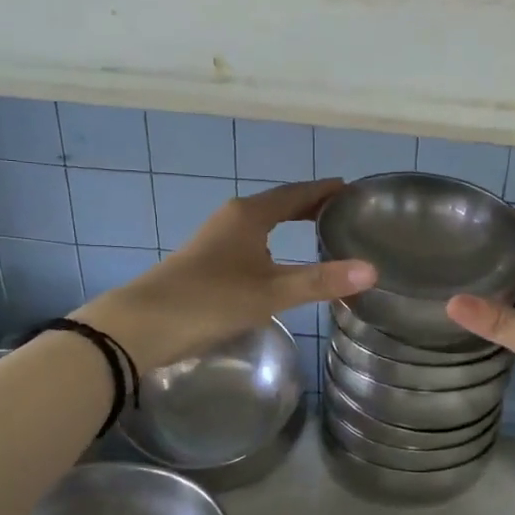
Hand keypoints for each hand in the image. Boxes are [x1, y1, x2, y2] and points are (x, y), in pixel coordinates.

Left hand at [78, 178, 374, 370]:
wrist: (142, 325)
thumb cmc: (209, 300)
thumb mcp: (270, 292)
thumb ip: (320, 281)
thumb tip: (372, 270)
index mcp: (250, 215)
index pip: (296, 193)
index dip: (324, 191)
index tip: (352, 190)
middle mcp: (233, 218)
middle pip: (280, 204)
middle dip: (311, 206)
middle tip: (344, 213)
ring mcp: (217, 238)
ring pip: (264, 223)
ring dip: (291, 223)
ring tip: (320, 233)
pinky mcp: (207, 260)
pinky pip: (251, 240)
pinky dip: (274, 241)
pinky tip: (280, 262)